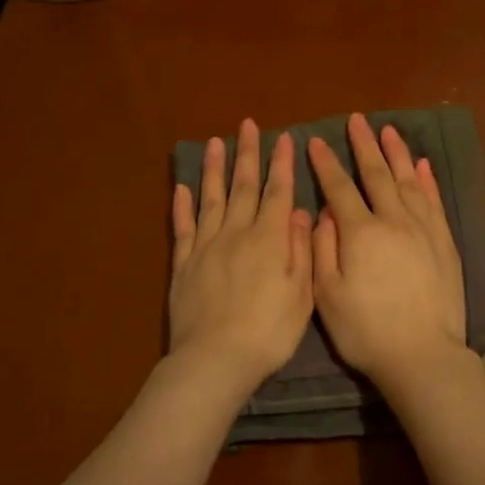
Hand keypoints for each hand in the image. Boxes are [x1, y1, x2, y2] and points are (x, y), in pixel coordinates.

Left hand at [169, 120, 313, 395]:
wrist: (216, 359)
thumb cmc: (269, 332)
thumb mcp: (301, 294)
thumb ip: (301, 249)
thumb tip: (299, 212)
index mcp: (269, 239)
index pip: (278, 192)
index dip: (282, 164)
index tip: (284, 137)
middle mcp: (236, 233)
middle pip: (243, 187)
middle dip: (247, 154)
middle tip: (247, 125)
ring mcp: (206, 247)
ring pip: (211, 199)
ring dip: (214, 169)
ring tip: (215, 142)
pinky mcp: (184, 265)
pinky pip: (183, 227)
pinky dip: (182, 205)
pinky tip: (183, 187)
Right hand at [308, 113, 466, 383]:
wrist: (421, 355)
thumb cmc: (365, 330)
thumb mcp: (327, 294)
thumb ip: (322, 248)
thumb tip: (325, 212)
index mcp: (360, 233)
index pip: (339, 188)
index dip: (326, 164)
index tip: (316, 141)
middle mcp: (394, 221)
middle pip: (377, 174)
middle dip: (364, 145)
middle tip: (357, 120)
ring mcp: (424, 230)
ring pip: (409, 181)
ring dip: (397, 154)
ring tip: (389, 130)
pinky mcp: (444, 244)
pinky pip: (434, 203)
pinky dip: (428, 181)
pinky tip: (423, 166)